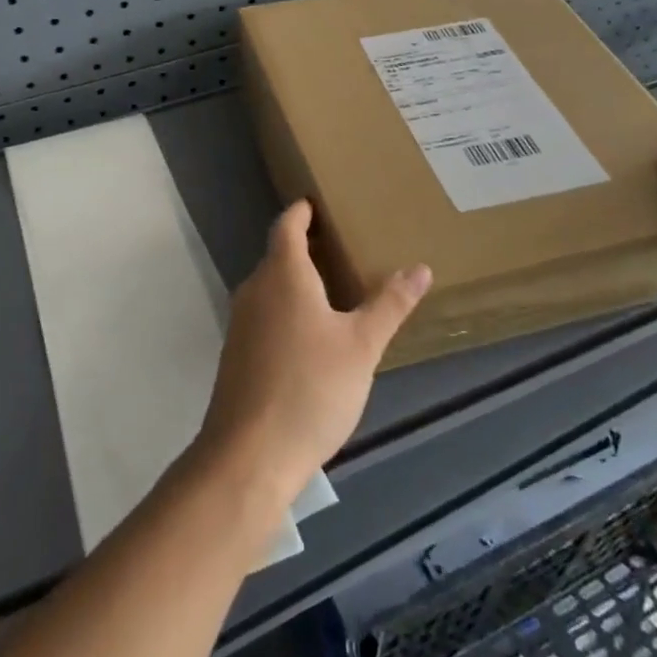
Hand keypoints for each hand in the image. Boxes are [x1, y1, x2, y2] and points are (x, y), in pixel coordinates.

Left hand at [196, 200, 431, 505]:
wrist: (249, 453)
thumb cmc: (310, 388)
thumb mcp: (361, 346)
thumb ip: (389, 304)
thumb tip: (420, 267)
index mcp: (283, 275)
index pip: (287, 226)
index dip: (302, 211)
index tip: (317, 202)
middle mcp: (255, 289)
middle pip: (278, 255)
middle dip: (305, 247)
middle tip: (341, 245)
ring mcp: (241, 322)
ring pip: (270, 287)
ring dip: (296, 280)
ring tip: (332, 287)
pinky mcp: (237, 353)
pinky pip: (264, 314)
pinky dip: (286, 309)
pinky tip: (310, 334)